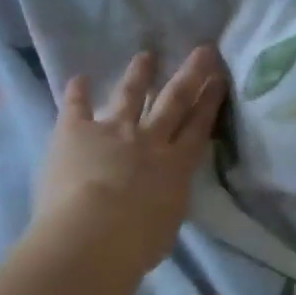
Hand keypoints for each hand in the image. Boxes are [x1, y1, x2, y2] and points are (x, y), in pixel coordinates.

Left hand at [28, 47, 226, 276]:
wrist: (91, 238)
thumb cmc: (136, 244)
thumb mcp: (167, 223)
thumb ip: (167, 201)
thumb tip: (164, 194)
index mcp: (176, 166)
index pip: (199, 127)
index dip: (211, 101)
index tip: (220, 78)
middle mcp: (149, 141)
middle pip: (174, 101)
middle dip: (191, 75)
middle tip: (203, 50)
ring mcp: (113, 132)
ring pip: (130, 96)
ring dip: (139, 75)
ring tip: (146, 55)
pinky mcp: (75, 134)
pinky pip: (76, 109)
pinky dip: (76, 93)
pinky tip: (77, 77)